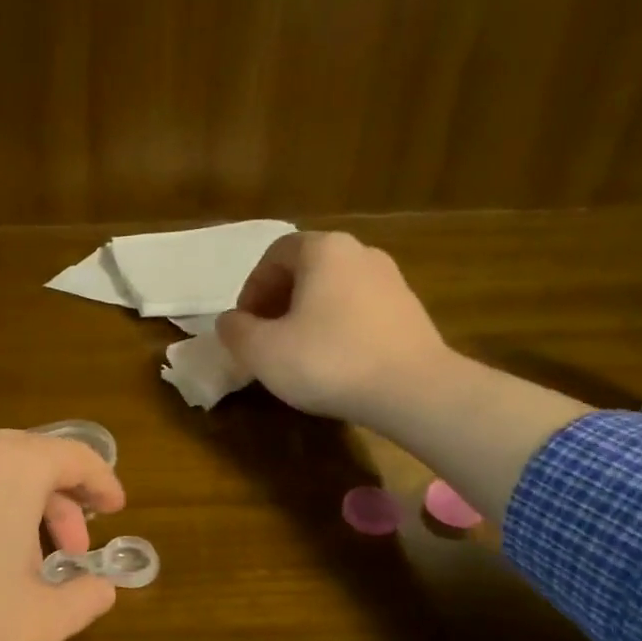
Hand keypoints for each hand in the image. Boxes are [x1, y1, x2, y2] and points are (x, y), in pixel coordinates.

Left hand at [0, 430, 125, 640]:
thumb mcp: (39, 621)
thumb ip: (85, 600)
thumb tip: (102, 588)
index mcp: (14, 464)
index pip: (77, 457)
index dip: (104, 484)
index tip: (118, 511)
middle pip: (37, 466)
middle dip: (64, 510)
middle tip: (73, 558)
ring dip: (28, 519)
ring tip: (30, 573)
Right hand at [218, 229, 588, 527]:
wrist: (412, 390)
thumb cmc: (328, 361)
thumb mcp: (262, 351)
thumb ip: (235, 331)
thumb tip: (229, 321)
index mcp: (323, 250)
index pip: (275, 254)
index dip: (252, 287)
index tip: (244, 324)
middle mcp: (360, 253)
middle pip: (306, 269)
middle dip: (278, 301)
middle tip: (265, 338)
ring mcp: (391, 280)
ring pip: (333, 290)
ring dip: (307, 315)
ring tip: (297, 352)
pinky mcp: (409, 310)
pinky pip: (359, 309)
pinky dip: (337, 327)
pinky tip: (333, 362)